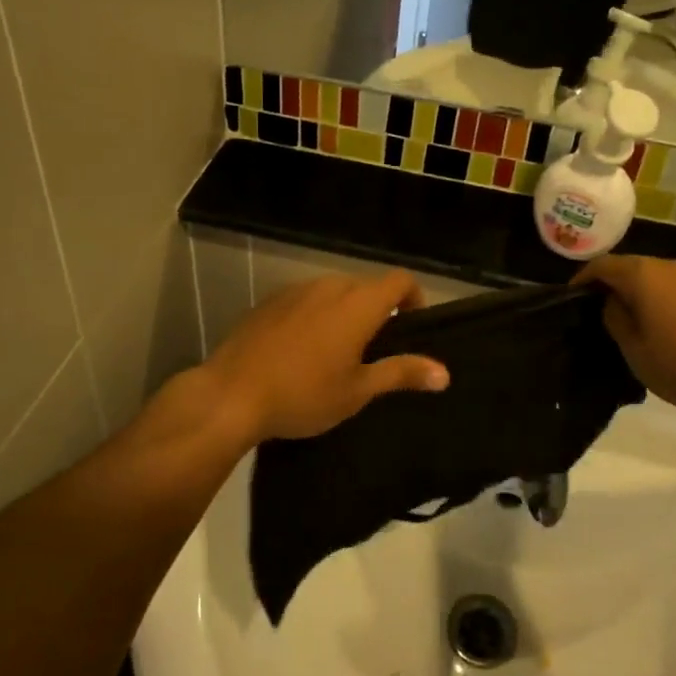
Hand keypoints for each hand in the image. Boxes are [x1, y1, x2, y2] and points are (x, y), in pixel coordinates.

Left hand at [198, 271, 449, 446]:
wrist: (231, 394)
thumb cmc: (303, 395)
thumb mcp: (358, 390)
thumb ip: (401, 373)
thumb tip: (444, 373)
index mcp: (357, 304)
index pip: (399, 280)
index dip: (413, 297)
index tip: (411, 326)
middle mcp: (329, 286)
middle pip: (365, 286)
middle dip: (377, 309)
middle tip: (374, 349)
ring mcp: (295, 290)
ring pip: (333, 291)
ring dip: (344, 311)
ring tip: (336, 351)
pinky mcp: (269, 301)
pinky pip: (305, 299)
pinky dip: (315, 315)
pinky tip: (300, 350)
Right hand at [575, 255, 675, 415]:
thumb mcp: (635, 350)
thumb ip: (616, 321)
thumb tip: (612, 303)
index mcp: (641, 274)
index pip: (601, 265)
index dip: (582, 279)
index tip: (571, 299)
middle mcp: (667, 265)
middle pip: (629, 269)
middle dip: (611, 288)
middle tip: (597, 316)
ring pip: (653, 280)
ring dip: (638, 297)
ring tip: (629, 326)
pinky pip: (674, 292)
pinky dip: (660, 304)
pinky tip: (662, 331)